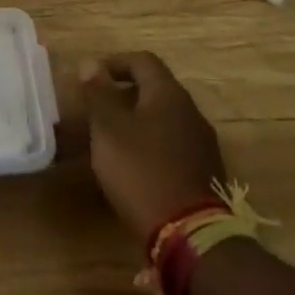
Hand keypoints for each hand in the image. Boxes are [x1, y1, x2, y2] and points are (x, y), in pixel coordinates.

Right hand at [83, 52, 228, 242]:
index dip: (114, 62)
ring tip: (112, 138)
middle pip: (156, 88)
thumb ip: (98, 94)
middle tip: (97, 109)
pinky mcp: (204, 171)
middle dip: (124, 92)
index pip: (142, 60)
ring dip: (138, 119)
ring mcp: (202, 143)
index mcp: (168, 95)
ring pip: (165, 117)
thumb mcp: (109, 129)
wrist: (190, 234)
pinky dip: (151, 143)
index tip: (90, 78)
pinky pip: (173, 143)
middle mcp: (191, 112)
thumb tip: (90, 63)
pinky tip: (135, 164)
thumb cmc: (142, 171)